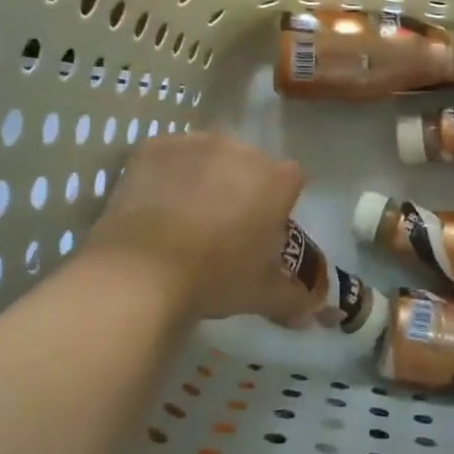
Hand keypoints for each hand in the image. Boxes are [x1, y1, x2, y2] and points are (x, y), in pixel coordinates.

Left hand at [87, 133, 311, 323]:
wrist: (142, 272)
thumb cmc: (216, 277)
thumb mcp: (263, 294)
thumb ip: (295, 297)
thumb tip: (312, 309)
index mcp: (276, 180)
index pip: (291, 181)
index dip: (279, 203)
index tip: (264, 229)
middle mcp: (241, 150)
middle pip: (250, 164)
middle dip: (242, 187)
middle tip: (224, 226)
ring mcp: (195, 144)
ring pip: (210, 157)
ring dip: (206, 177)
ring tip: (185, 215)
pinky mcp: (154, 147)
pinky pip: (170, 156)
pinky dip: (168, 174)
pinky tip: (156, 204)